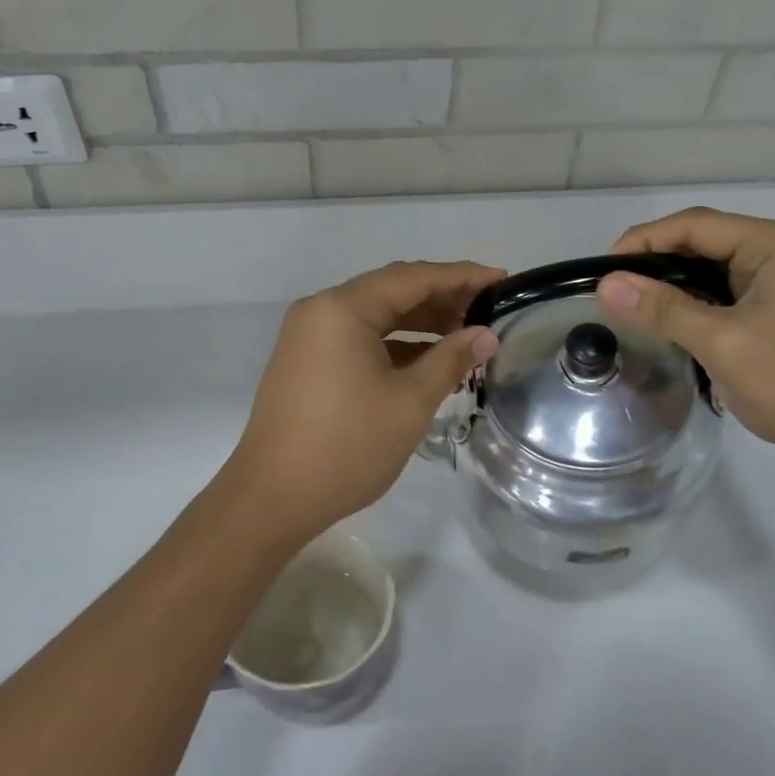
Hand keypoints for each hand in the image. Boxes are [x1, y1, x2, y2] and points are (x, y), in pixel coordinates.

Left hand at [222, 260, 503, 547]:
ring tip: (465, 334)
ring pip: (374, 316)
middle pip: (391, 291)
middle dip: (441, 297)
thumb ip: (451, 359)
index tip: (502, 279)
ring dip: (419, 322)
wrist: (273, 498)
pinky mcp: (306, 362)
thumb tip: (486, 334)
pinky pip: (358, 339)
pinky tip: (427, 359)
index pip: (412, 278)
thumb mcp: (410, 401)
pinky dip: (394, 344)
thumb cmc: (347, 446)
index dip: (461, 277)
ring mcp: (309, 337)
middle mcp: (321, 311)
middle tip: (488, 310)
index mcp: (342, 309)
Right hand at [597, 209, 774, 465]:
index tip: (602, 269)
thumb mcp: (721, 342)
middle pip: (708, 241)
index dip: (644, 241)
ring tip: (634, 305)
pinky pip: (732, 290)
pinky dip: (700, 301)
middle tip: (614, 289)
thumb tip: (606, 285)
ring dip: (678, 284)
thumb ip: (663, 309)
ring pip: (718, 268)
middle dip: (658, 262)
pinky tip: (673, 320)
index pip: (697, 225)